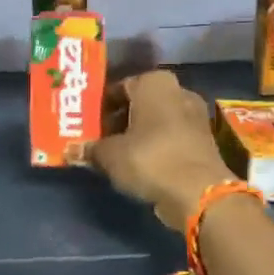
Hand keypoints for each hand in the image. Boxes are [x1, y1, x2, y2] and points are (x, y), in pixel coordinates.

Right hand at [87, 70, 234, 227]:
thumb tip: (70, 150)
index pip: (119, 86)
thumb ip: (90, 149)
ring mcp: (194, 116)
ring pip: (156, 121)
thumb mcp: (110, 155)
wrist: (198, 192)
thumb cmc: (149, 159)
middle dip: (119, 119)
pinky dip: (155, 147)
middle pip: (139, 103)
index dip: (100, 105)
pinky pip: (170, 138)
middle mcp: (178, 92)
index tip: (87, 122)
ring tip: (114, 154)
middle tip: (97, 138)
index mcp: (155, 83)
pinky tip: (139, 164)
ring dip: (137, 134)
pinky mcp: (203, 141)